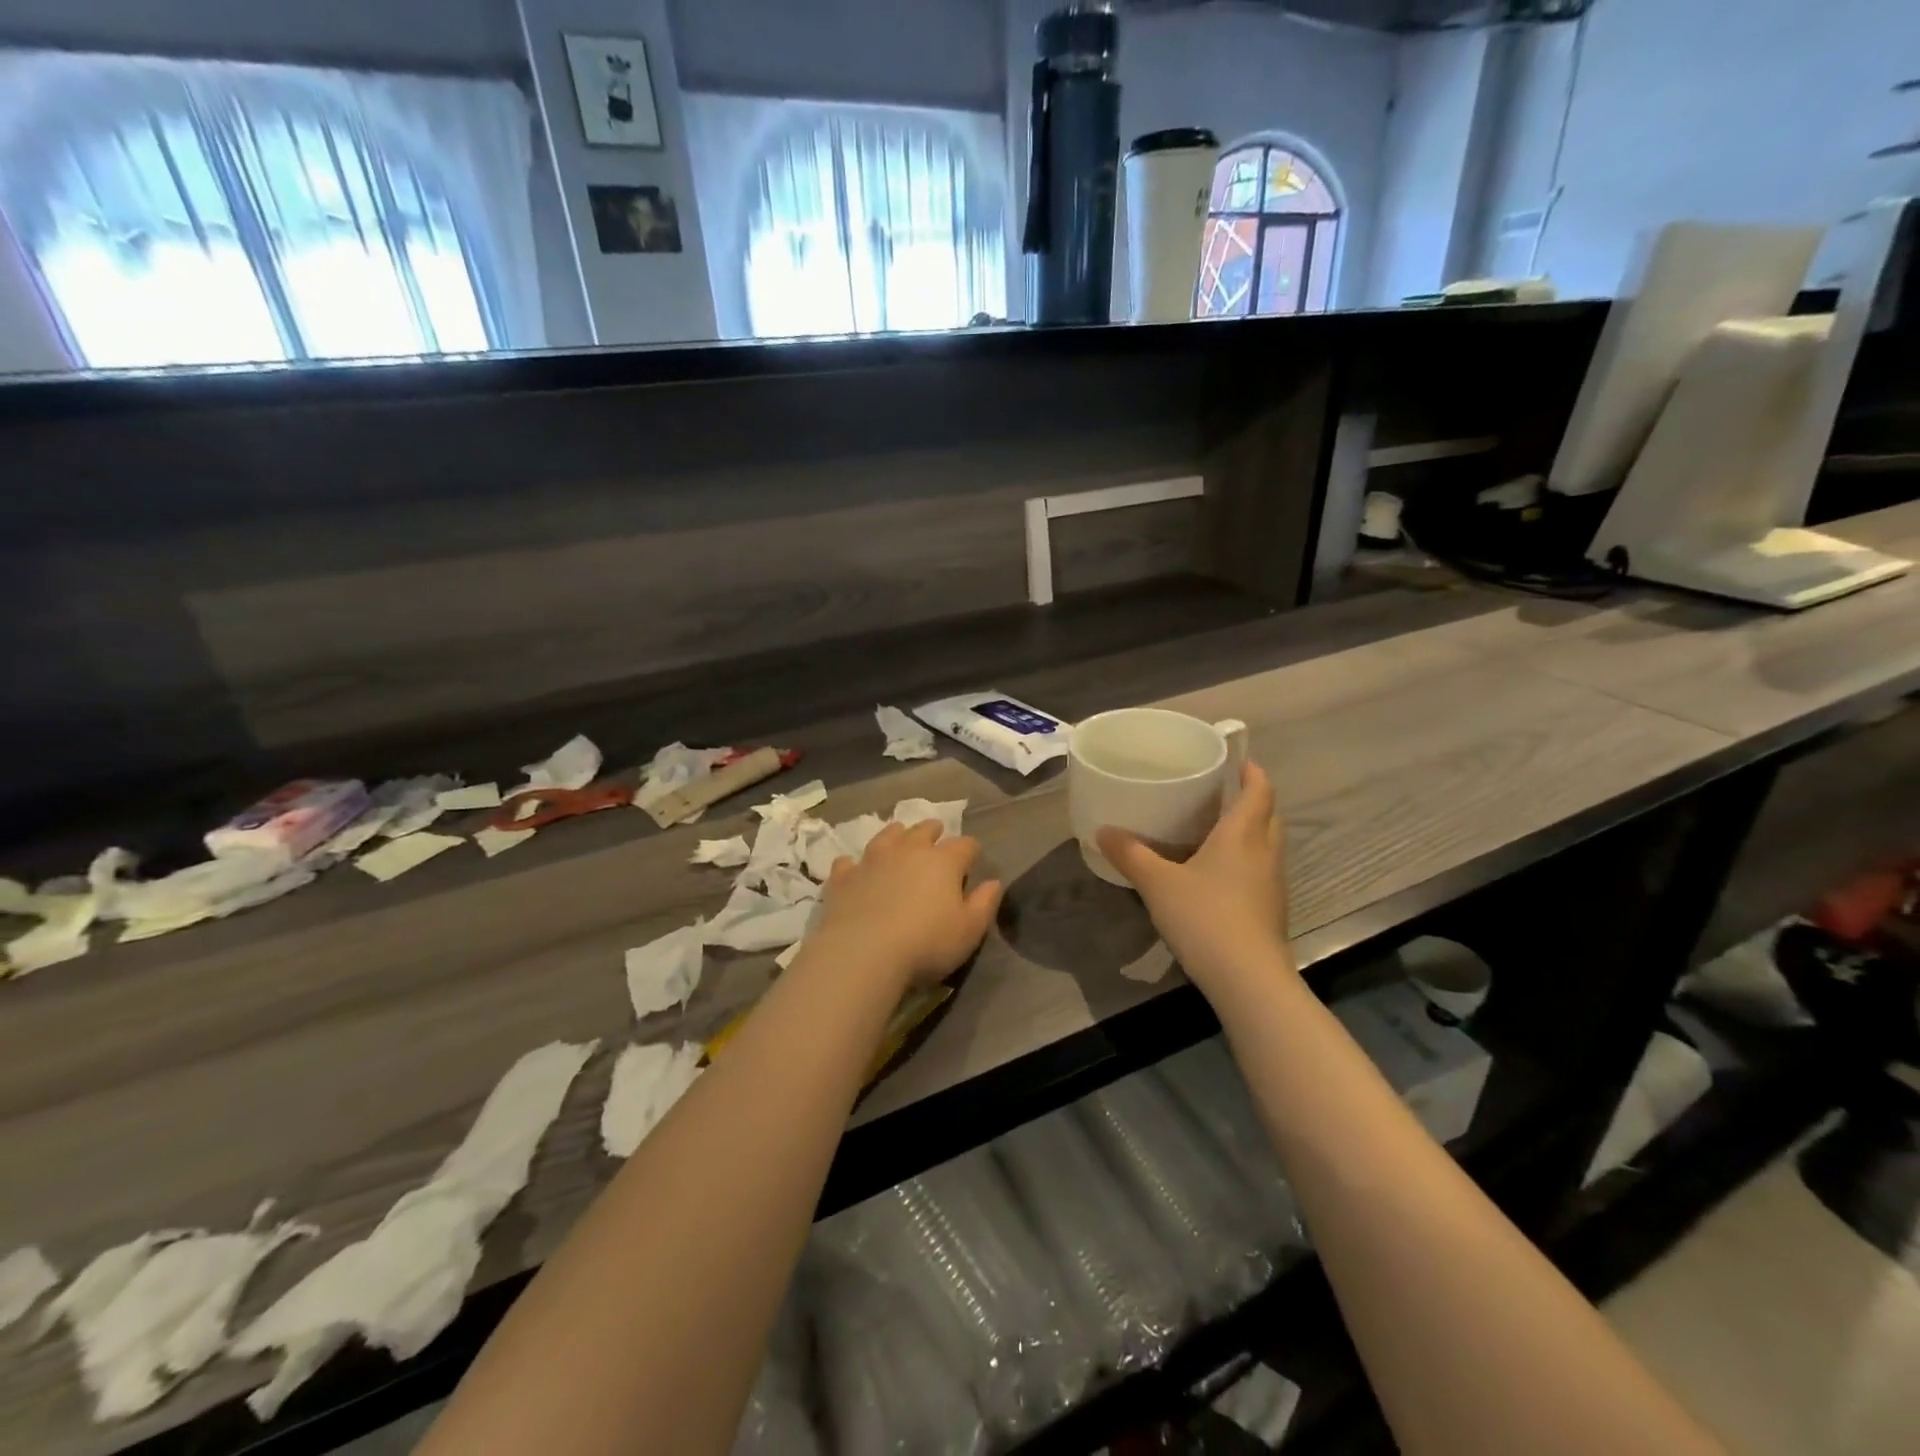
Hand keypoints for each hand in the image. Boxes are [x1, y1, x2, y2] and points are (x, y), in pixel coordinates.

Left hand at [809, 821, 1003, 990]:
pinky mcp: (844, 877)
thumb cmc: (926, 943)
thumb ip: (985, 904)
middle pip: (924, 830)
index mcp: (943, 861)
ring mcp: (872, 860)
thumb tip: (994, 882)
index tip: (972, 859)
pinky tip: (854, 868)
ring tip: (899, 836)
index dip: (971, 851)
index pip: (965, 846)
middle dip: (933, 831)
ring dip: (896, 835)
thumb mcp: (969, 930)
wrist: (863, 952)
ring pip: (887, 836)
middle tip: (936, 834)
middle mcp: (908, 850)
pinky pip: (848, 862)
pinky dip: (854, 864)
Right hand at [1097, 762, 1293, 993]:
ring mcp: (1273, 885)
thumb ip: (1131, 855)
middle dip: (1251, 800)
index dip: (1252, 771)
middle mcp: (1265, 853)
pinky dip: (1245, 862)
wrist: (1248, 980)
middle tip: (1220, 794)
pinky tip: (1217, 876)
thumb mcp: (1157, 883)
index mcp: (1243, 835)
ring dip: (1250, 832)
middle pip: (1269, 815)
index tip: (1239, 760)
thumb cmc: (1205, 917)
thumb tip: (1104, 831)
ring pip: (1267, 845)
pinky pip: (1261, 872)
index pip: (1260, 790)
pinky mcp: (1271, 911)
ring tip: (1215, 830)